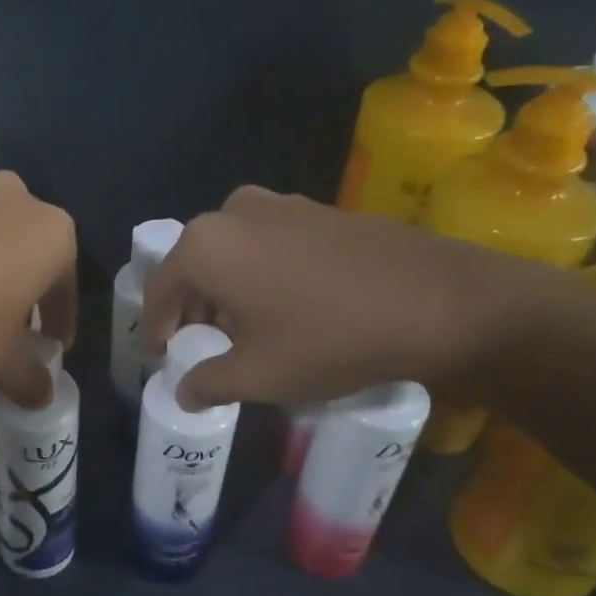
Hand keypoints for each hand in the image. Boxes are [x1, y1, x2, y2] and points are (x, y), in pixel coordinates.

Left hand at [0, 172, 77, 405]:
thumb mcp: (0, 366)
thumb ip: (31, 381)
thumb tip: (43, 394)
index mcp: (51, 234)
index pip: (65, 286)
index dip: (59, 322)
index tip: (51, 347)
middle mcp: (15, 198)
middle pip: (27, 253)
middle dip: (22, 290)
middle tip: (8, 329)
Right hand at [140, 186, 549, 409]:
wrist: (439, 301)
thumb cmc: (329, 338)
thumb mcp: (259, 375)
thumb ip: (208, 383)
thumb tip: (183, 392)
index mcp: (205, 246)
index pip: (160, 290)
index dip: (156, 328)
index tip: (161, 356)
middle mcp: (233, 212)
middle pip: (194, 266)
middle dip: (192, 309)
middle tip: (199, 347)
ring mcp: (280, 204)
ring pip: (231, 251)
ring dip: (226, 290)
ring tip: (242, 329)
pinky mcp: (318, 209)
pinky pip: (267, 242)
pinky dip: (259, 272)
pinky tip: (284, 305)